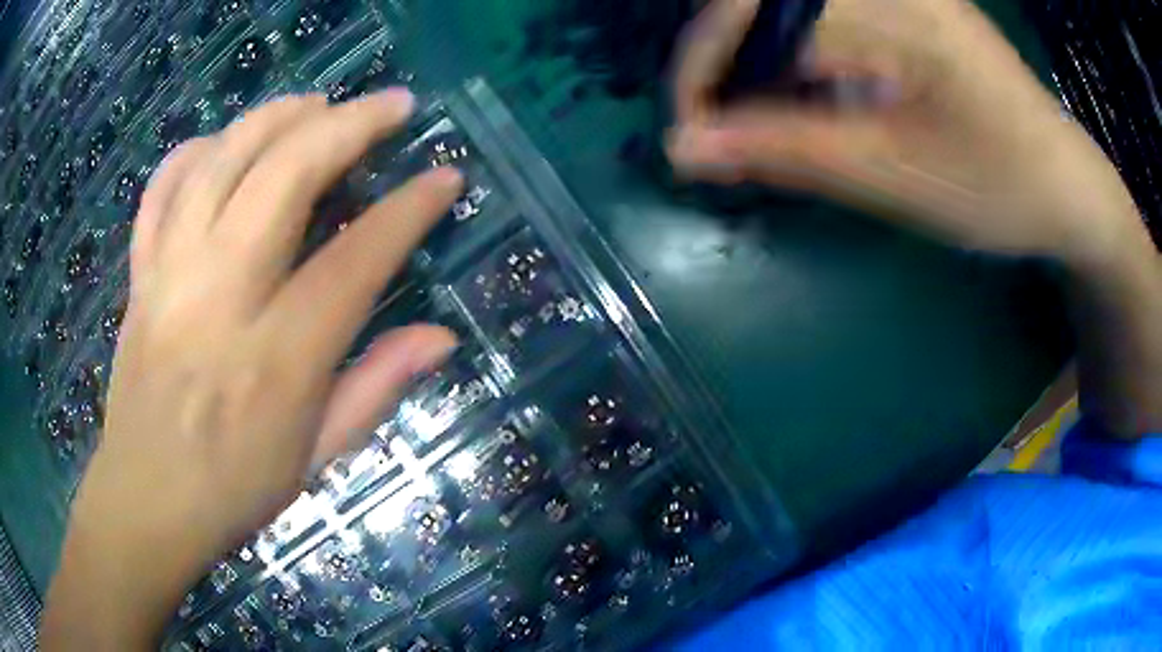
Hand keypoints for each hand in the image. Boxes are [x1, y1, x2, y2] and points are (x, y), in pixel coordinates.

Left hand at [42, 90, 463, 648]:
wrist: (146, 502)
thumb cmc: (235, 492)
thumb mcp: (318, 460)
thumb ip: (378, 389)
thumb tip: (442, 337)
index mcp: (276, 360)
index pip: (354, 259)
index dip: (408, 210)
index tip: (444, 177)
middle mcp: (220, 298)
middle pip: (284, 177)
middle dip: (348, 125)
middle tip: (392, 105)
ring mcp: (170, 276)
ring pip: (222, 161)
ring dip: (276, 117)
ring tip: (316, 103)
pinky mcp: (140, 274)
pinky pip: (163, 188)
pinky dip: (196, 150)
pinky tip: (225, 143)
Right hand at [668, 0, 1151, 264]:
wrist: (1068, 187)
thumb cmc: (1001, 190)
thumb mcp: (895, 178)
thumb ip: (787, 152)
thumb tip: (682, 149)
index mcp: (895, 9)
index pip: (755, 6)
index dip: (703, 64)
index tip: (690, 131)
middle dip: (726, 60)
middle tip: (725, 128)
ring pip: (789, 5)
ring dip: (761, 59)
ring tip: (768, 120)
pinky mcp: (905, 3)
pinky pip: (824, 13)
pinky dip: (799, 55)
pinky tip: (816, 97)